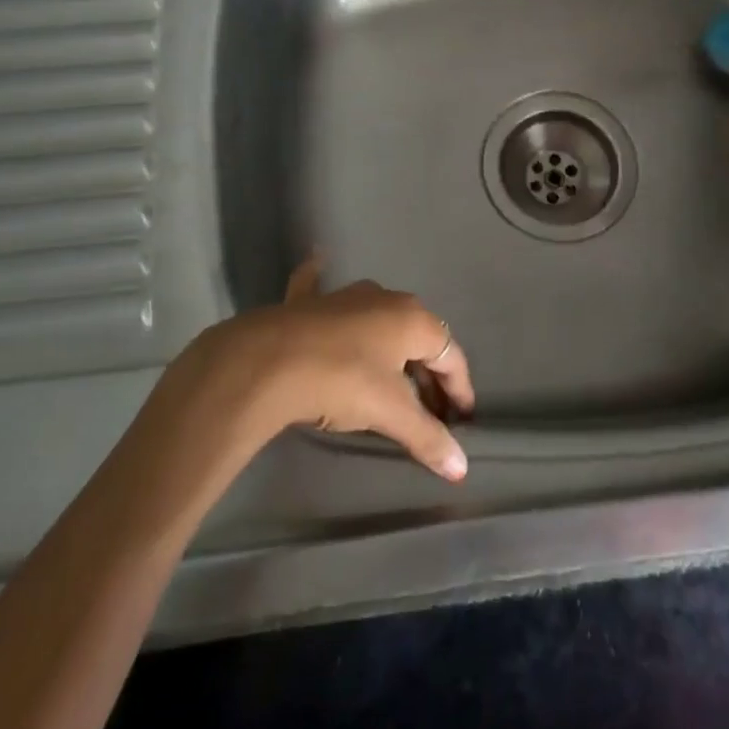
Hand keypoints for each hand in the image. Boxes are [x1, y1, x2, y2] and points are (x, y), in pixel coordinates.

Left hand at [180, 258, 474, 481]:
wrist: (266, 361)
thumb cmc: (342, 381)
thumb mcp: (389, 412)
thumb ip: (427, 437)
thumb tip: (461, 468)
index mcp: (413, 320)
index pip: (451, 356)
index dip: (460, 390)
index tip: (462, 420)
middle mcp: (385, 299)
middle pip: (418, 339)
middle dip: (428, 374)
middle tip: (431, 410)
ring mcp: (344, 295)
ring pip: (379, 319)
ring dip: (391, 346)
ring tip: (395, 377)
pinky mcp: (306, 301)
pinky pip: (320, 288)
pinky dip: (322, 280)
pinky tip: (318, 260)